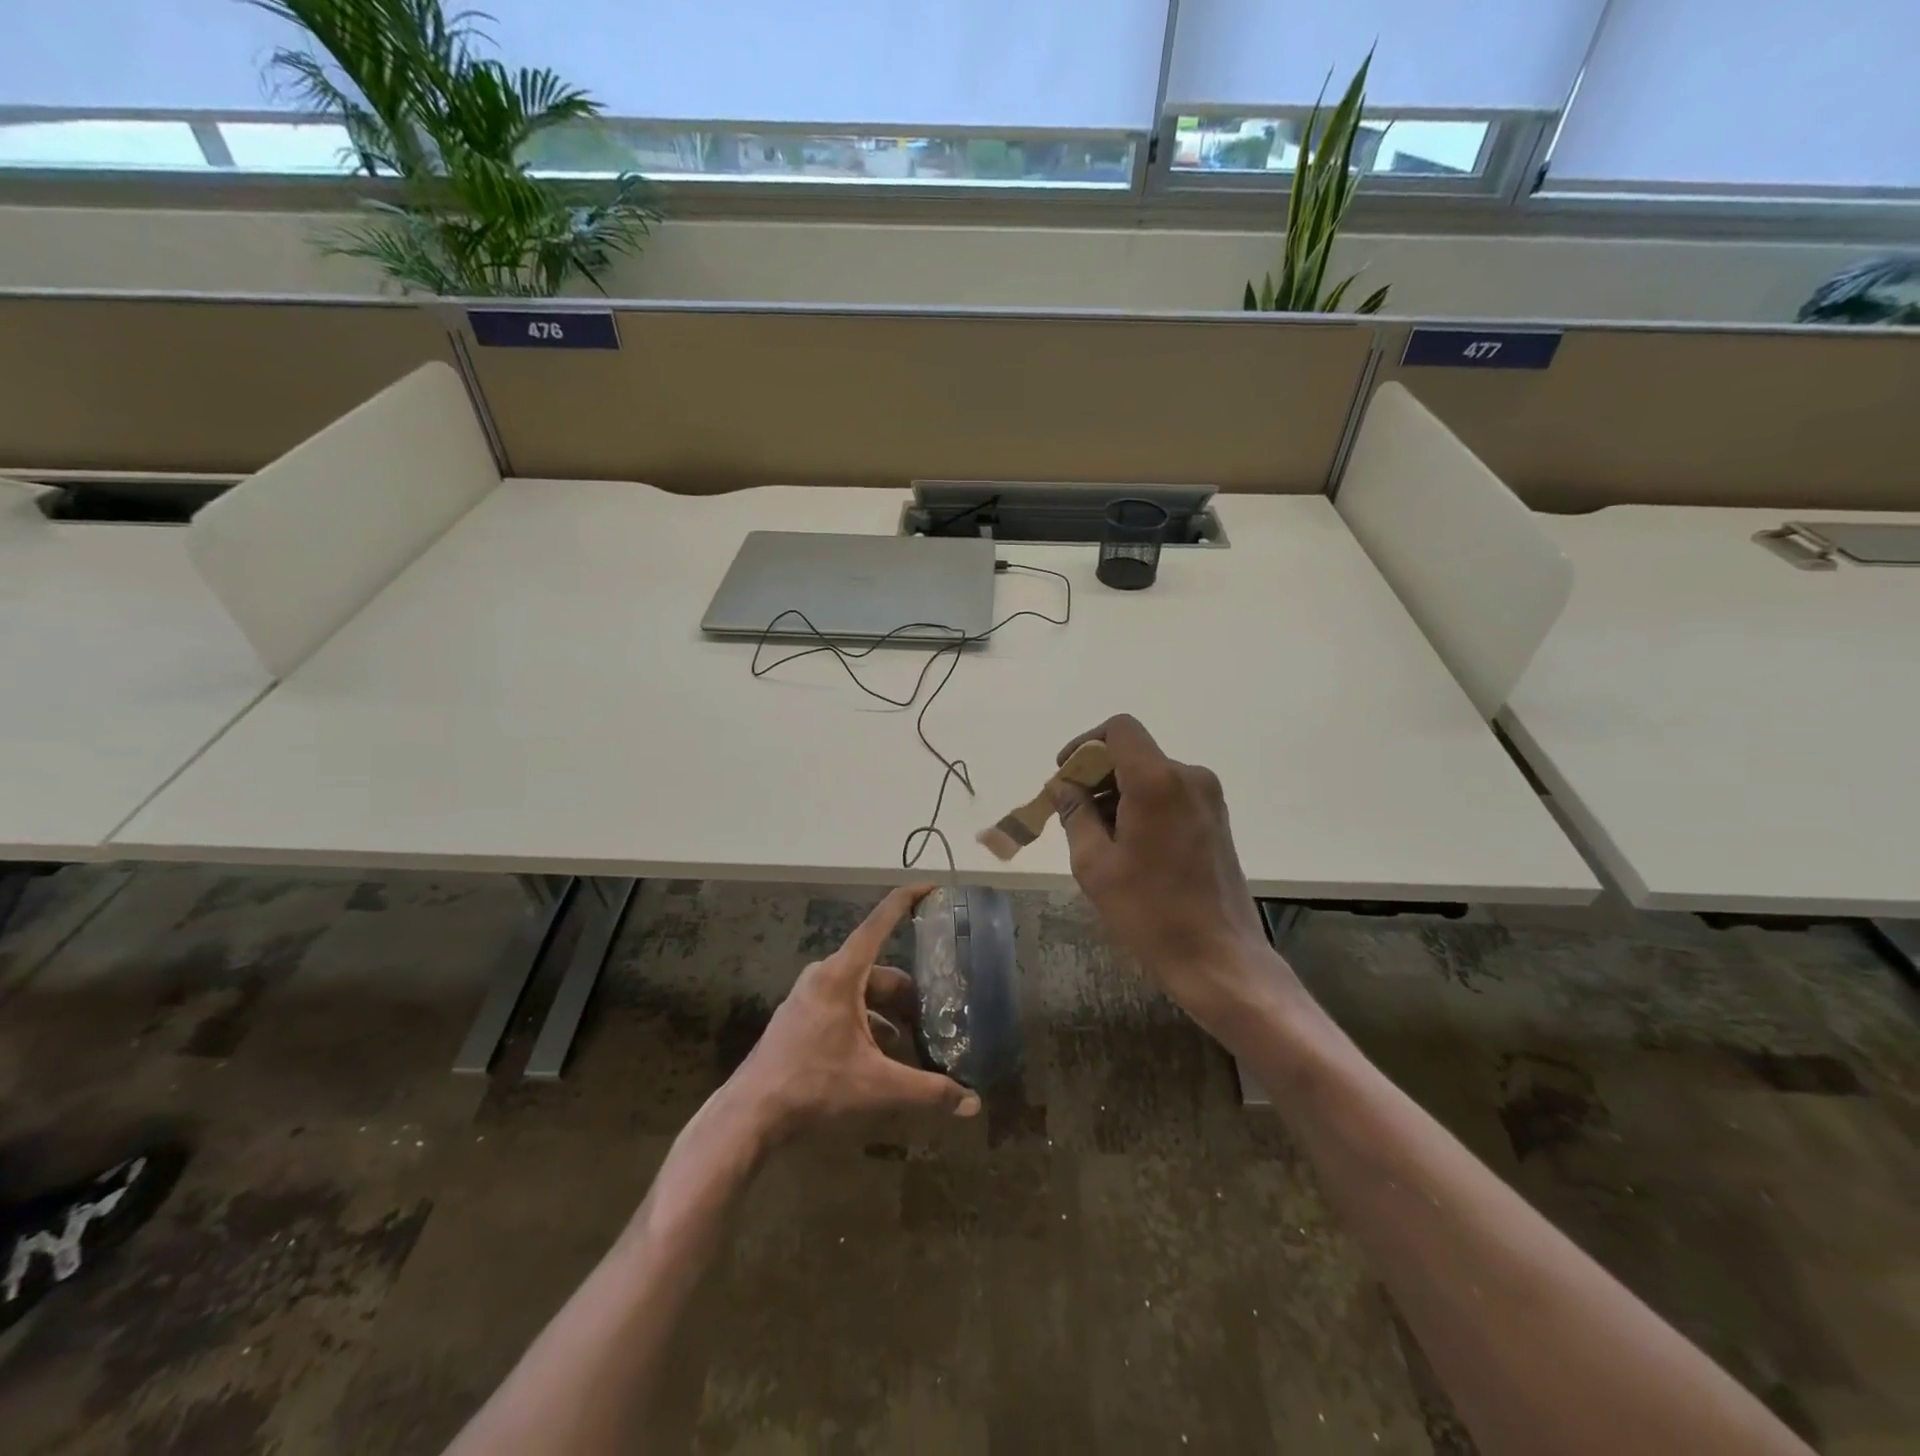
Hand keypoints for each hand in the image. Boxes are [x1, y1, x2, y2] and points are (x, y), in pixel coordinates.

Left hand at [728, 884, 980, 1142]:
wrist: (752, 1113)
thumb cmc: (815, 1086)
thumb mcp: (877, 1087)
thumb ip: (928, 1091)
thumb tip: (973, 1102)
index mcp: (842, 975)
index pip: (879, 923)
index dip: (906, 900)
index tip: (931, 886)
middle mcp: (824, 975)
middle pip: (877, 969)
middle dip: (907, 991)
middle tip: (936, 1012)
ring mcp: (809, 995)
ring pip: (861, 990)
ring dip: (887, 1010)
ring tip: (913, 1039)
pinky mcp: (801, 1015)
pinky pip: (844, 1004)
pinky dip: (867, 1021)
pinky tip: (881, 1053)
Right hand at [1051, 715, 1292, 1027]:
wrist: (1219, 958)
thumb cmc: (1150, 912)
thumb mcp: (1095, 864)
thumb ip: (1075, 814)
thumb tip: (1063, 786)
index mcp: (1156, 781)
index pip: (1118, 730)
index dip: (1085, 744)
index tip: (1066, 776)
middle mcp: (1188, 777)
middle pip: (1133, 752)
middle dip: (1097, 774)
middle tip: (1071, 814)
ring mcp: (1208, 798)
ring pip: (1150, 774)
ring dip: (1118, 792)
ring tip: (1098, 837)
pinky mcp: (1216, 818)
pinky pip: (1169, 793)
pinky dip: (1142, 805)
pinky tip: (1128, 845)